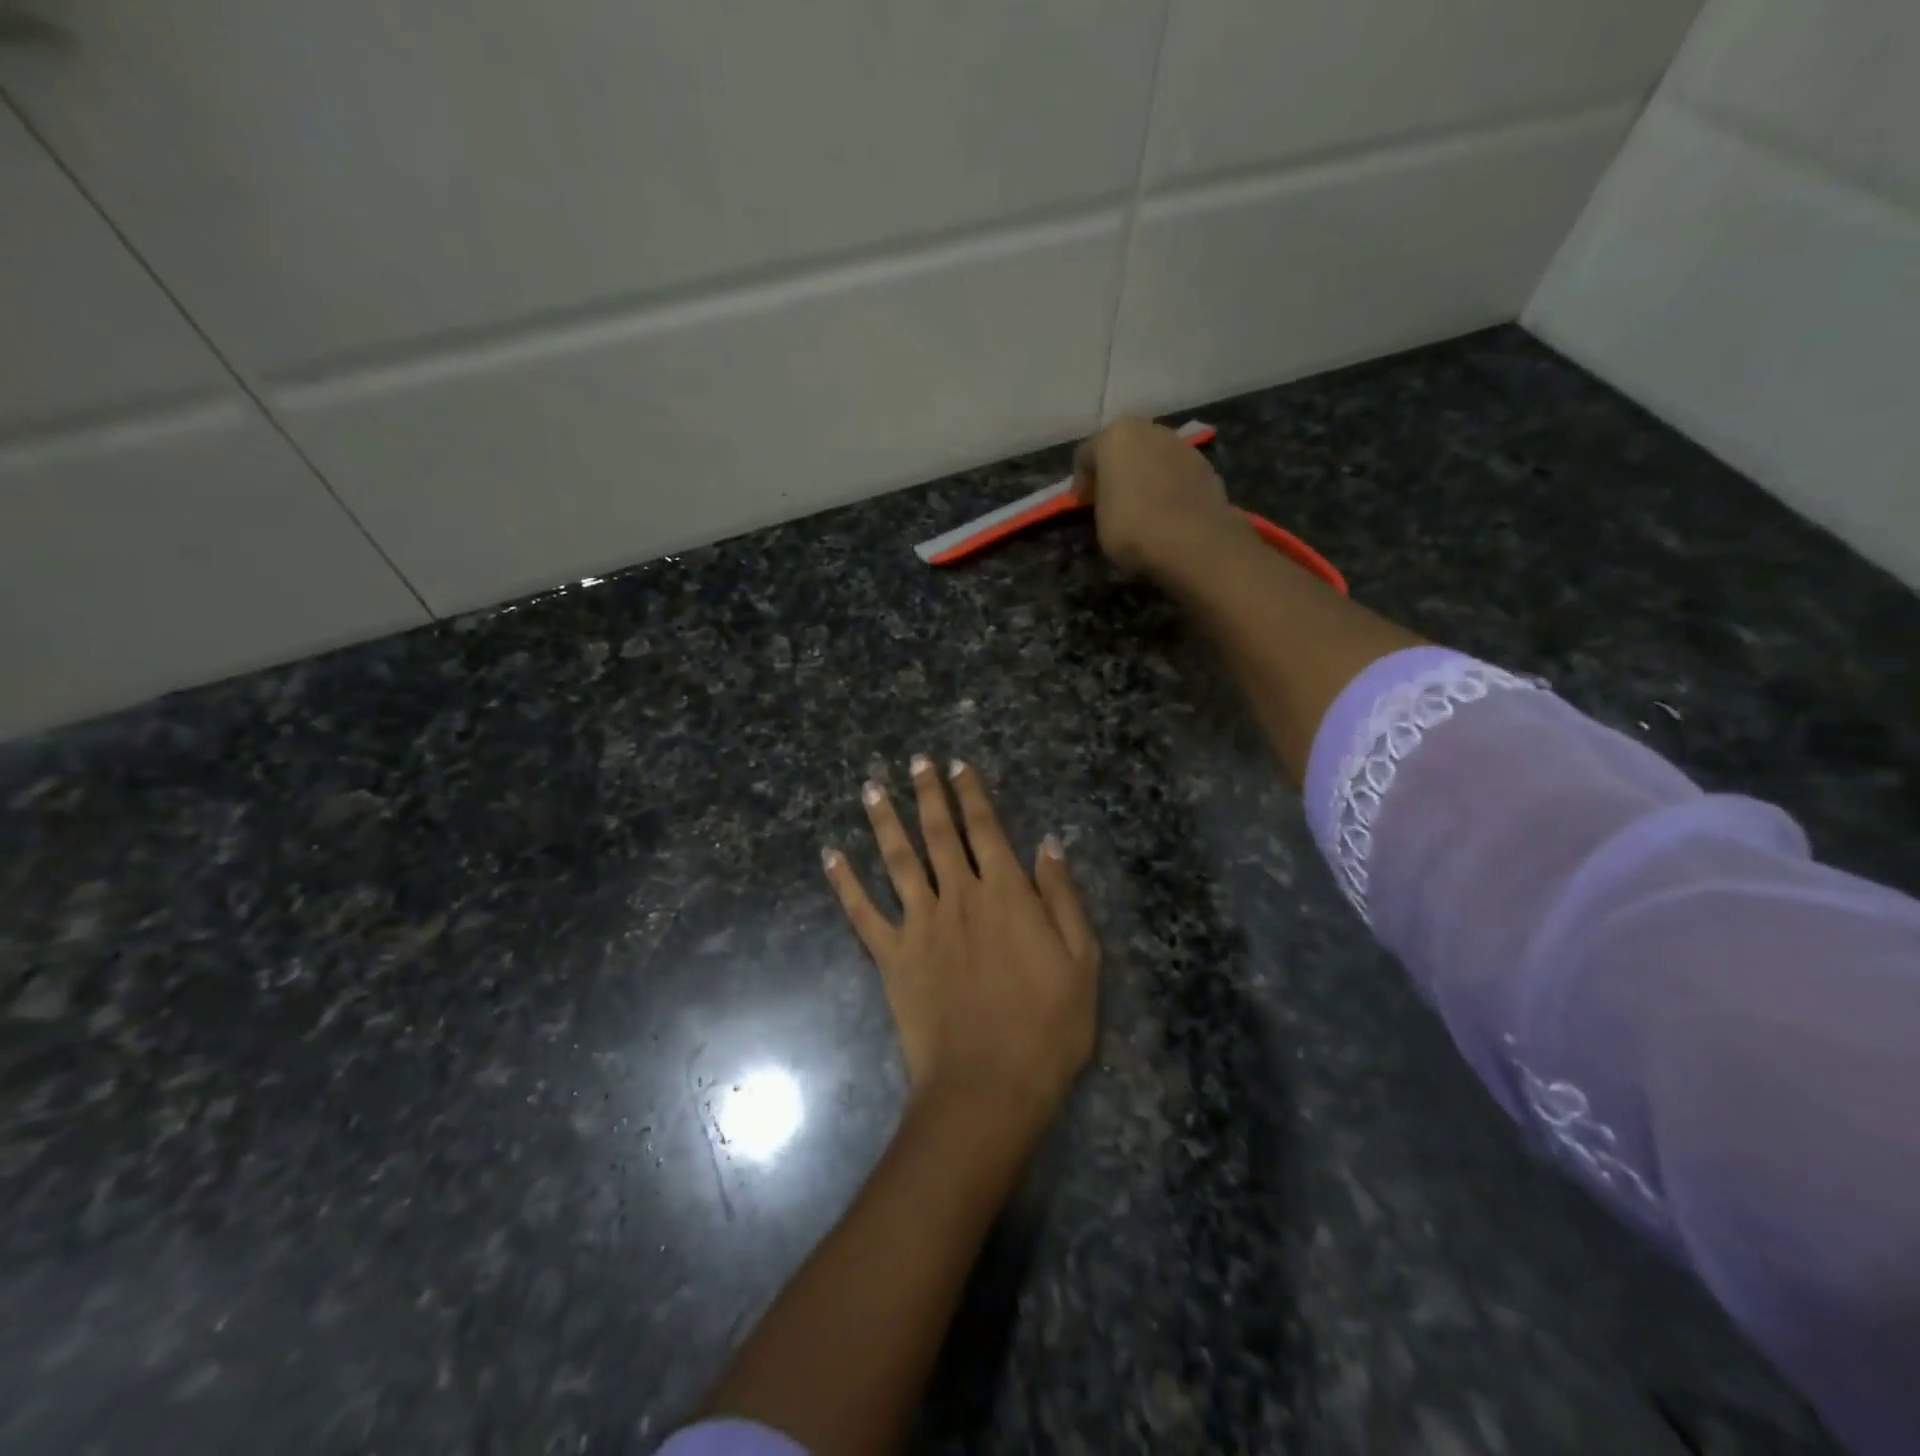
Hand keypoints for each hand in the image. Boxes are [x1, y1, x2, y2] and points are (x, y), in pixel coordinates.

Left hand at [823, 757, 1098, 1126]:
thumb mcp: (1081, 960)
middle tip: (915, 761)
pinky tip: (830, 856)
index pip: (985, 828)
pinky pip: (862, 913)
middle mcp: (958, 896)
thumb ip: (1062, 897)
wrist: (989, 1085)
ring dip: (884, 821)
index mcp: (1005, 893)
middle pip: (939, 833)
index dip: (972, 793)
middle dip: (928, 793)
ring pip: (898, 860)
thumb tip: (1047, 843)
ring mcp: (920, 924)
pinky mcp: (892, 957)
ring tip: (871, 788)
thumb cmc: (1047, 1026)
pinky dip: (845, 883)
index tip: (958, 765)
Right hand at [1073, 415, 1239, 577]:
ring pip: (1154, 458)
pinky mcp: (1207, 466)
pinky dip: (1169, 487)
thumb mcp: (1099, 520)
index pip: (1086, 455)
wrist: (1195, 543)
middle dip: (1116, 471)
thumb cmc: (1133, 528)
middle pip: (1125, 448)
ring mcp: (1183, 445)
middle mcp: (1151, 429)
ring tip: (1143, 508)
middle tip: (1111, 501)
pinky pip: (1177, 474)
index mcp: (1117, 436)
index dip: (1081, 483)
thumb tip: (1110, 501)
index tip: (1082, 507)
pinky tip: (1168, 512)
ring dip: (1145, 476)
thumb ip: (1101, 501)